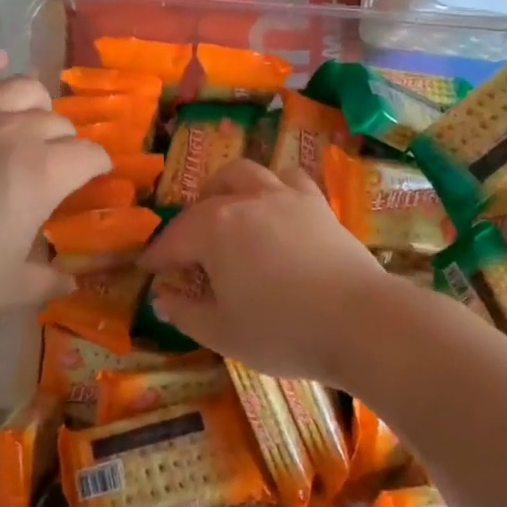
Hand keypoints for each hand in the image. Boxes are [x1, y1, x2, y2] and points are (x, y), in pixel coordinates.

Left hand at [0, 52, 110, 329]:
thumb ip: (49, 281)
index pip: (89, 155)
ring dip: (37, 104)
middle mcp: (14, 132)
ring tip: (32, 121)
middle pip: (58, 122)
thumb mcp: (11, 290)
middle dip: (67, 144)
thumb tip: (71, 281)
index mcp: (41, 173)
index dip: (99, 167)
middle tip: (55, 168)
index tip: (95, 179)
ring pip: (22, 87)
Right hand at [138, 159, 402, 385]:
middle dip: (188, 221)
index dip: (157, 255)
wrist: (360, 321)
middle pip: (205, 201)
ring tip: (224, 210)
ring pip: (244, 173)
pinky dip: (273, 185)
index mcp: (214, 229)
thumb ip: (187, 313)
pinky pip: (288, 178)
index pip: (174, 238)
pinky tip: (274, 205)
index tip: (146, 268)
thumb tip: (163, 298)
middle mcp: (244, 201)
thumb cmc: (283, 330)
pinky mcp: (316, 203)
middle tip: (188, 249)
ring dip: (225, 188)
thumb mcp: (224, 332)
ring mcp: (283, 196)